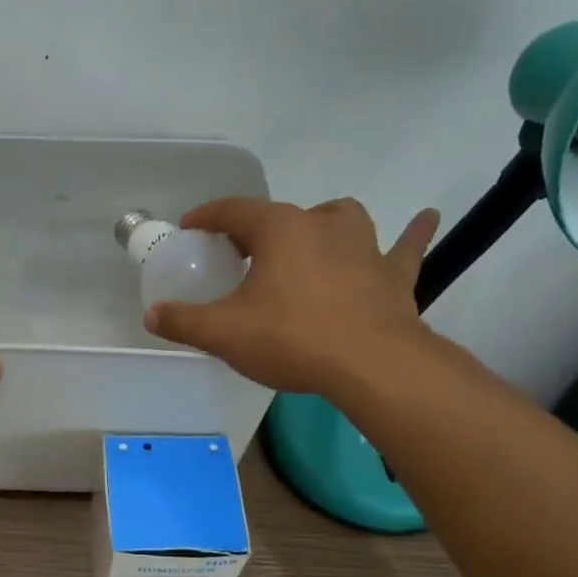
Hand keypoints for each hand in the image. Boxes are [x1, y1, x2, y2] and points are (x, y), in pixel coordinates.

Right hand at [144, 197, 441, 394]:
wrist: (372, 365)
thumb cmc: (292, 338)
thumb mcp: (223, 333)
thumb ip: (183, 321)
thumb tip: (152, 315)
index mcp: (278, 229)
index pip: (233, 210)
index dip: (207, 217)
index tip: (191, 227)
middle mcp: (322, 224)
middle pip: (281, 215)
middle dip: (257, 229)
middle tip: (240, 255)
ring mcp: (364, 246)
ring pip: (340, 218)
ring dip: (321, 224)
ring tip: (310, 241)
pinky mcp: (394, 274)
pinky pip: (404, 246)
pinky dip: (411, 234)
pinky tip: (425, 218)